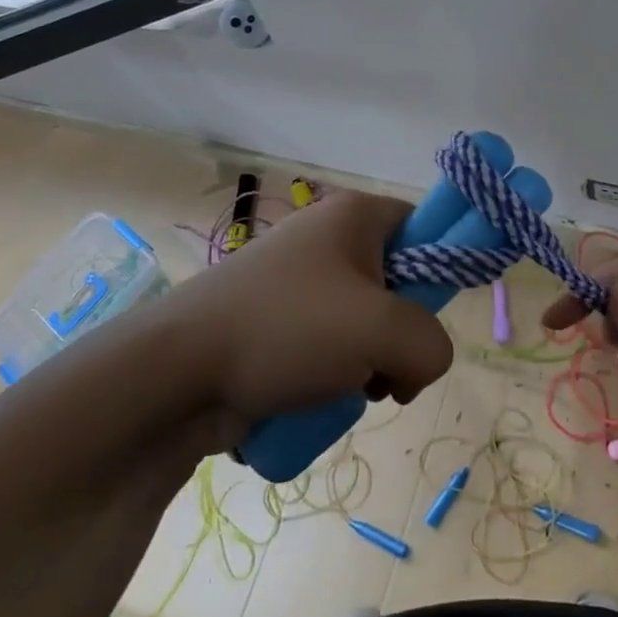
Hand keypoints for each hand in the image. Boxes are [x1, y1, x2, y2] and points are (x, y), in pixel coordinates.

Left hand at [163, 190, 453, 430]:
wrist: (177, 372)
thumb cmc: (287, 330)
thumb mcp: (382, 331)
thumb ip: (431, 344)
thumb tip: (421, 363)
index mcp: (355, 217)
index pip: (426, 227)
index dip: (440, 272)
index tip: (427, 320)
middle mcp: (327, 238)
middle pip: (398, 287)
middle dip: (400, 337)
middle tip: (385, 368)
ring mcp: (296, 282)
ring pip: (365, 327)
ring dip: (368, 367)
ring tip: (344, 388)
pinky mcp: (274, 322)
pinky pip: (328, 348)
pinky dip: (332, 378)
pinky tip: (315, 399)